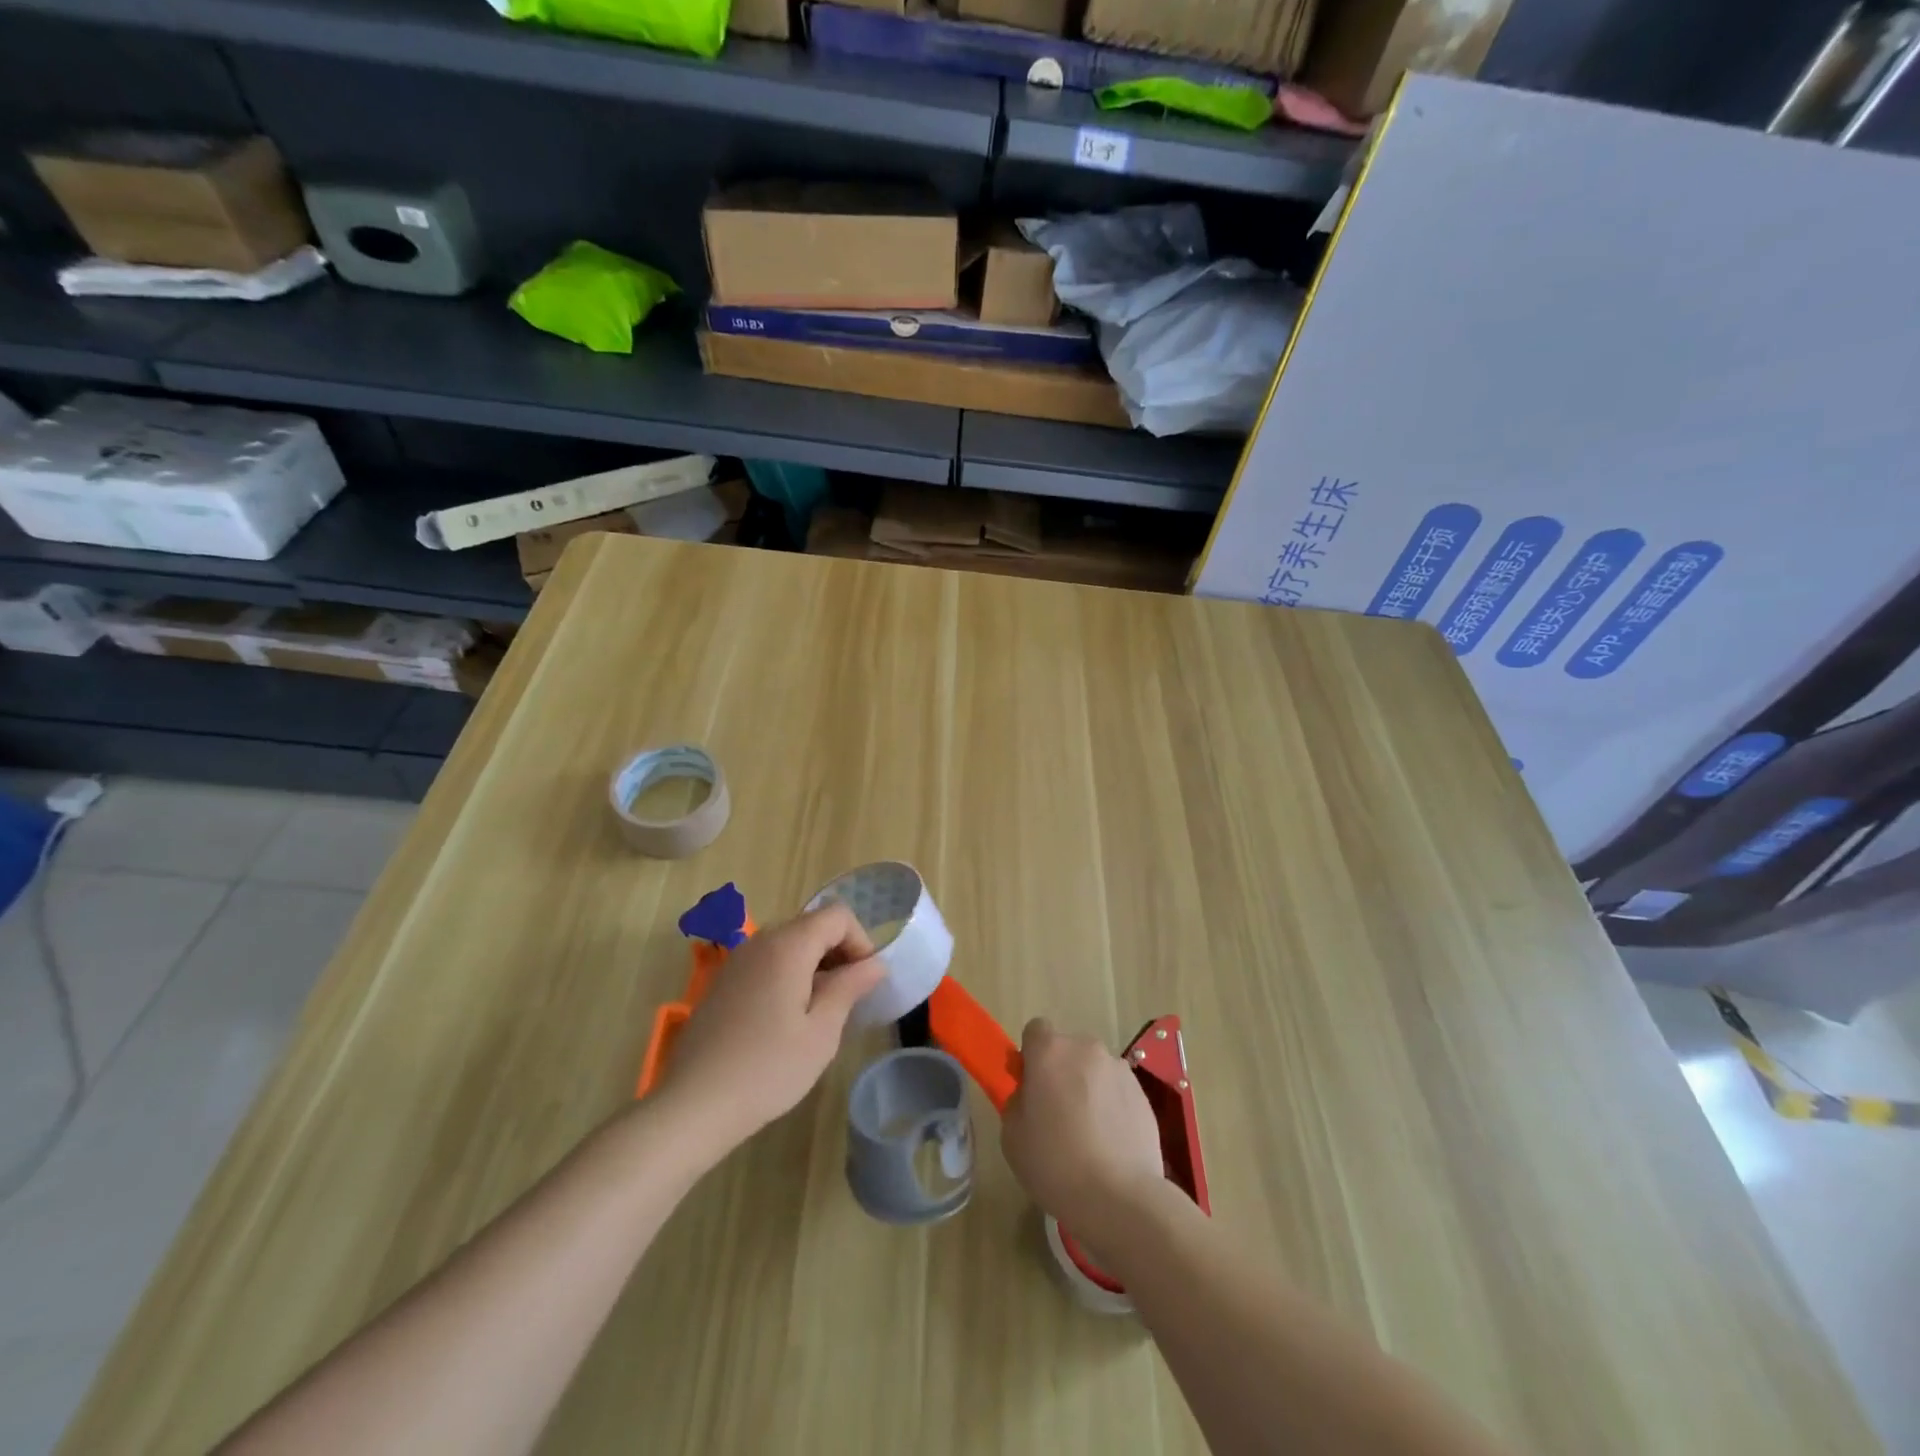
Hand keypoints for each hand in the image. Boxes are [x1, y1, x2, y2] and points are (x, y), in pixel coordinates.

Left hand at [661, 903, 886, 1150]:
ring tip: (820, 1012)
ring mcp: (737, 961)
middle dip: (839, 952)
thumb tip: (875, 964)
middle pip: (812, 926)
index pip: (837, 916)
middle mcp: (760, 941)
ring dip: (814, 965)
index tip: (865, 981)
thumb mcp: (821, 1032)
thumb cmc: (767, 1069)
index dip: (861, 941)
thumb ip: (849, 988)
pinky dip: (788, 975)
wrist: (692, 1105)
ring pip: (789, 944)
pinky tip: (787, 1019)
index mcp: (788, 946)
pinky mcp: (723, 982)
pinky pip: (767, 962)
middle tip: (848, 998)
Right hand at [1000, 1018, 1165, 1246]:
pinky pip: (1117, 1091)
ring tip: (1089, 1135)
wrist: (1120, 1198)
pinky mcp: (1142, 1093)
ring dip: (1088, 1088)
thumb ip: (1017, 1101)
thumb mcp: (1012, 1135)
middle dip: (1061, 1072)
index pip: (1036, 1030)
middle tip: (1057, 1115)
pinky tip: (1111, 1144)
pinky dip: (1112, 1106)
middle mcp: (1086, 1048)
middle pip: (1068, 1050)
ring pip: (1094, 1070)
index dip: (1031, 1056)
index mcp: (1050, 1051)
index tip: (1031, 1087)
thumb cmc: (1055, 1163)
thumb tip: (1030, 1093)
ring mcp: (1119, 1069)